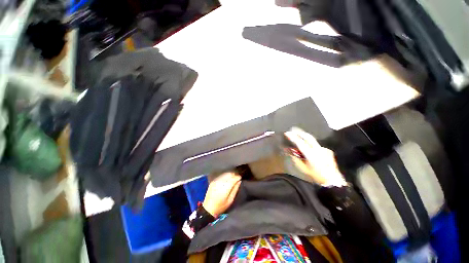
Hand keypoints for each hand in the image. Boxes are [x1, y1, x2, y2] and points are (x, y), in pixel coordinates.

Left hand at [202, 172, 241, 216]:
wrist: (208, 208)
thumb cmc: (221, 206)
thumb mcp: (230, 200)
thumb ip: (235, 189)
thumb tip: (239, 181)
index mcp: (225, 188)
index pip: (233, 179)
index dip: (238, 177)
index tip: (240, 177)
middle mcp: (220, 183)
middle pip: (229, 175)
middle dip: (234, 175)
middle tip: (237, 177)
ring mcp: (216, 181)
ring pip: (225, 174)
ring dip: (230, 175)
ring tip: (233, 177)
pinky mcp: (213, 181)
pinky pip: (221, 176)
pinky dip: (225, 176)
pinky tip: (227, 179)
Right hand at [285, 127, 345, 186]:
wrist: (333, 181)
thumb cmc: (316, 175)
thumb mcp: (303, 168)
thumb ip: (295, 158)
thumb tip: (288, 150)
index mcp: (311, 154)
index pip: (300, 142)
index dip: (293, 137)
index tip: (287, 133)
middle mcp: (319, 149)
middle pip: (308, 137)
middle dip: (300, 132)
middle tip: (293, 129)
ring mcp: (324, 149)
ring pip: (313, 141)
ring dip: (306, 138)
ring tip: (299, 137)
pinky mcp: (328, 151)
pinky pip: (317, 146)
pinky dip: (312, 145)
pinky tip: (310, 149)